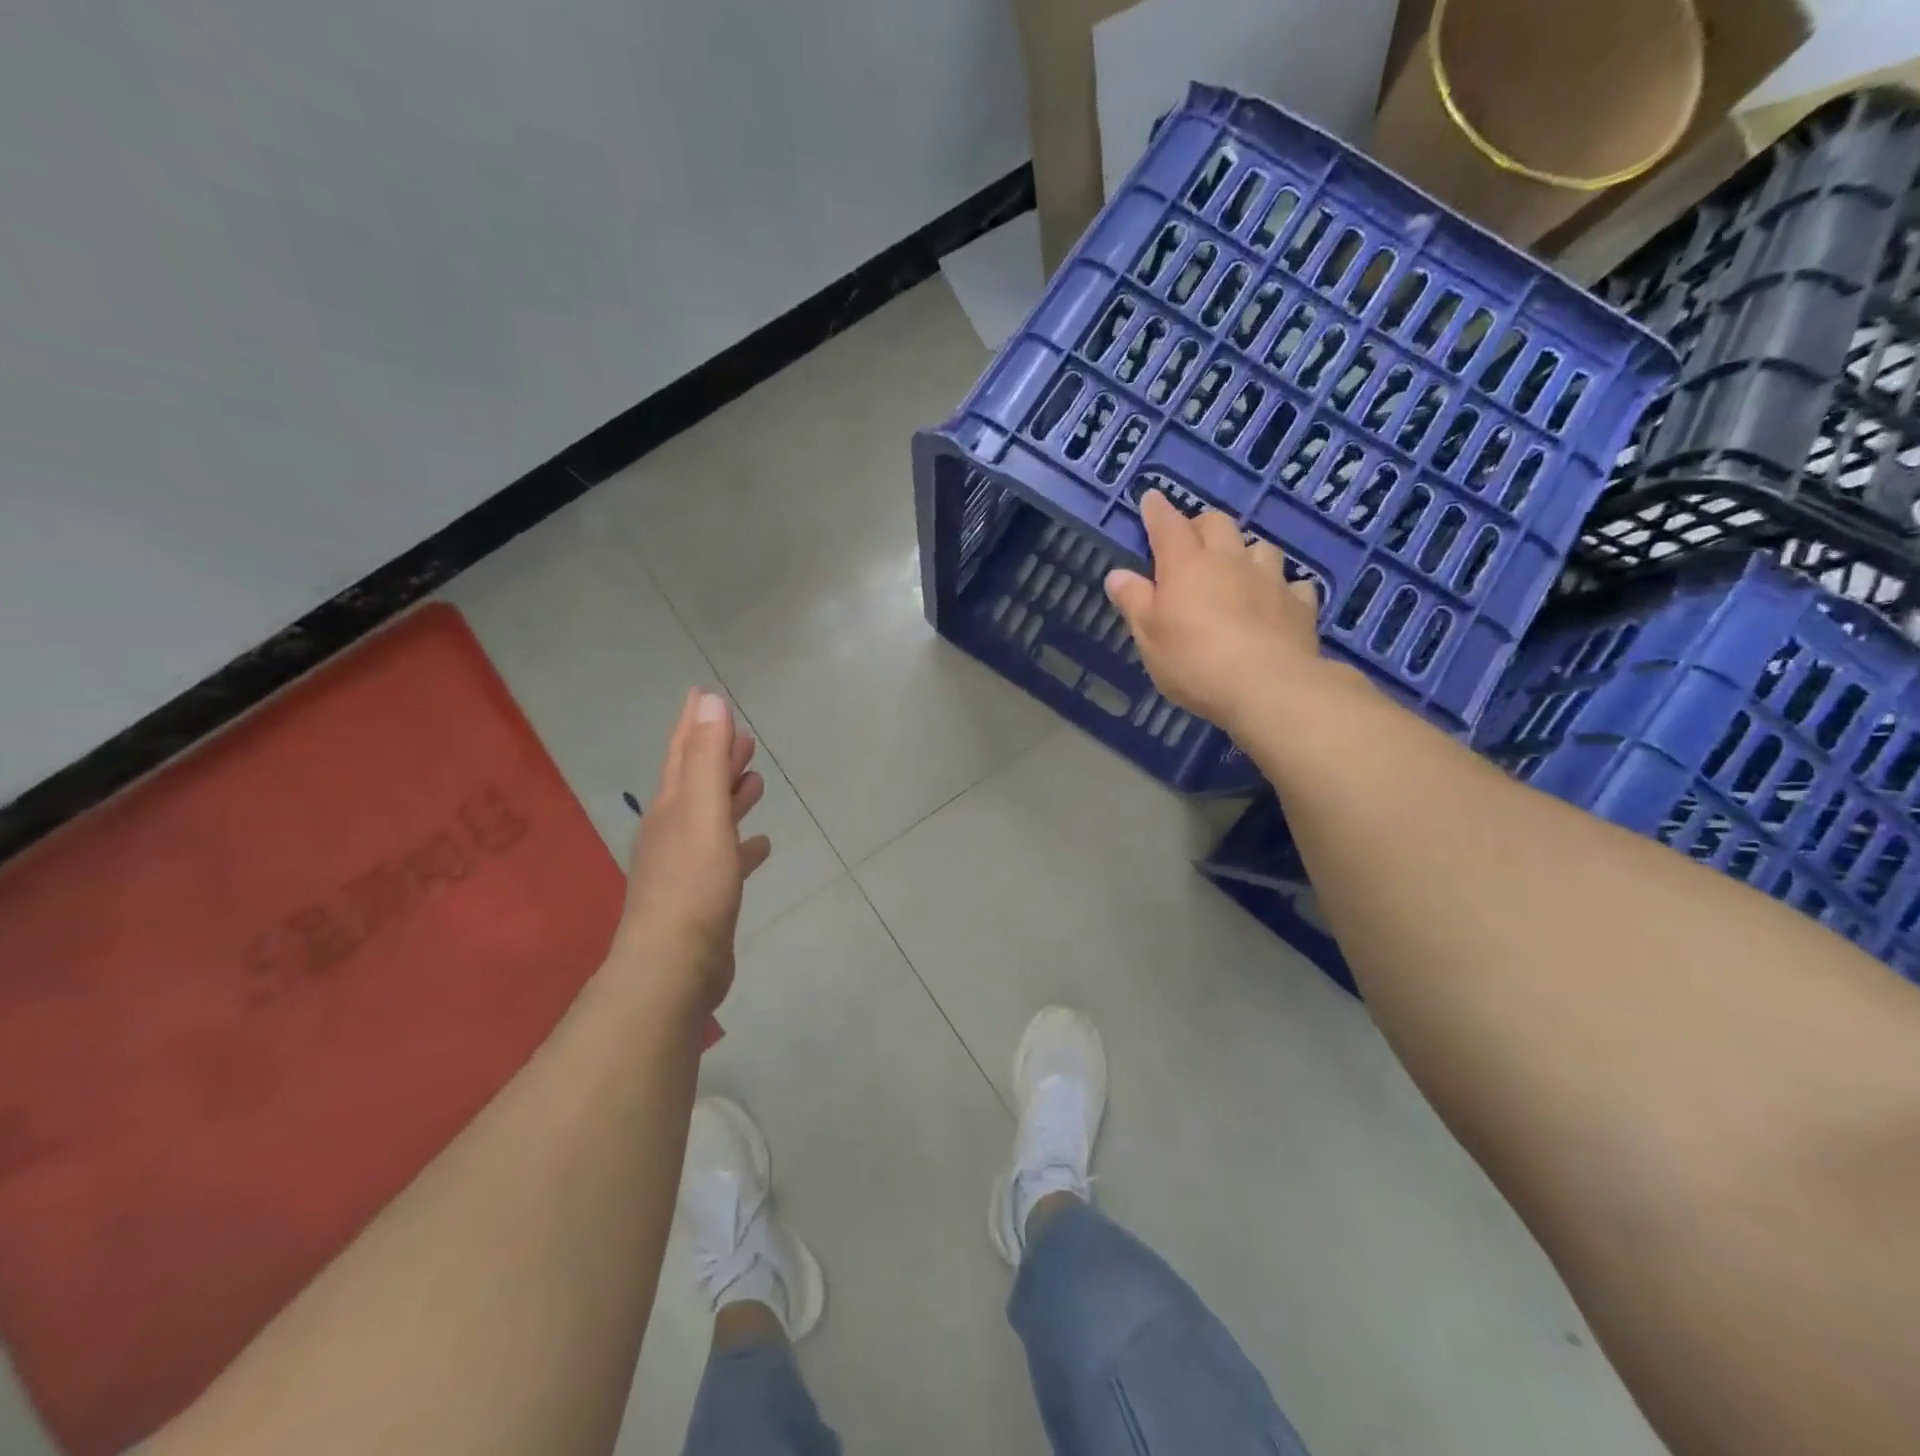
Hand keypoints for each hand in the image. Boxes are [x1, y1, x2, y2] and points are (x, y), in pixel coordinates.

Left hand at [615, 689, 771, 1014]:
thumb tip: (708, 700)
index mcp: (670, 807)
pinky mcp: (704, 897)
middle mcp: (673, 831)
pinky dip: (742, 844)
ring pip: (712, 818)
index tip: (702, 693)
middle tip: (743, 737)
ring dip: (730, 796)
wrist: (674, 966)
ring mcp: (687, 866)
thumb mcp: (701, 812)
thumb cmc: (692, 884)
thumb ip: (705, 757)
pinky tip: (761, 845)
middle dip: (717, 756)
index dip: (693, 722)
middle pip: (696, 783)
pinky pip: (726, 857)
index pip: (682, 751)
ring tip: (755, 780)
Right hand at [1104, 490, 1327, 732]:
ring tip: (1238, 570)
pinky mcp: (1299, 604)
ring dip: (1246, 552)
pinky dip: (1281, 588)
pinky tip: (1276, 601)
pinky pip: (1292, 584)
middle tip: (1191, 544)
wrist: (1268, 686)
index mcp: (1186, 565)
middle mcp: (1229, 560)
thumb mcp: (1149, 636)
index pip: (1167, 525)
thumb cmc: (1194, 661)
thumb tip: (1117, 574)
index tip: (1150, 499)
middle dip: (1201, 526)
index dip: (1156, 510)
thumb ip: (1134, 602)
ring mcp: (1270, 579)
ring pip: (1260, 547)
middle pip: (1217, 523)